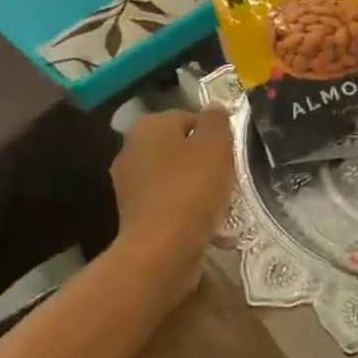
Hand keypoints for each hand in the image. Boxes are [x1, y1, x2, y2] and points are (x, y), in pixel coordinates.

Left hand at [110, 107, 235, 298]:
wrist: (162, 250)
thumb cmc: (192, 189)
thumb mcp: (216, 145)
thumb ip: (217, 120)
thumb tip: (214, 108)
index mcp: (149, 125)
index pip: (190, 118)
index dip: (214, 135)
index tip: (230, 155)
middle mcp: (130, 148)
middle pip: (179, 146)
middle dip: (202, 158)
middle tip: (226, 176)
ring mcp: (127, 183)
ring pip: (171, 174)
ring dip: (192, 183)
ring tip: (215, 200)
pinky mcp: (131, 213)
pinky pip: (164, 200)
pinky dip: (181, 205)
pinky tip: (198, 219)